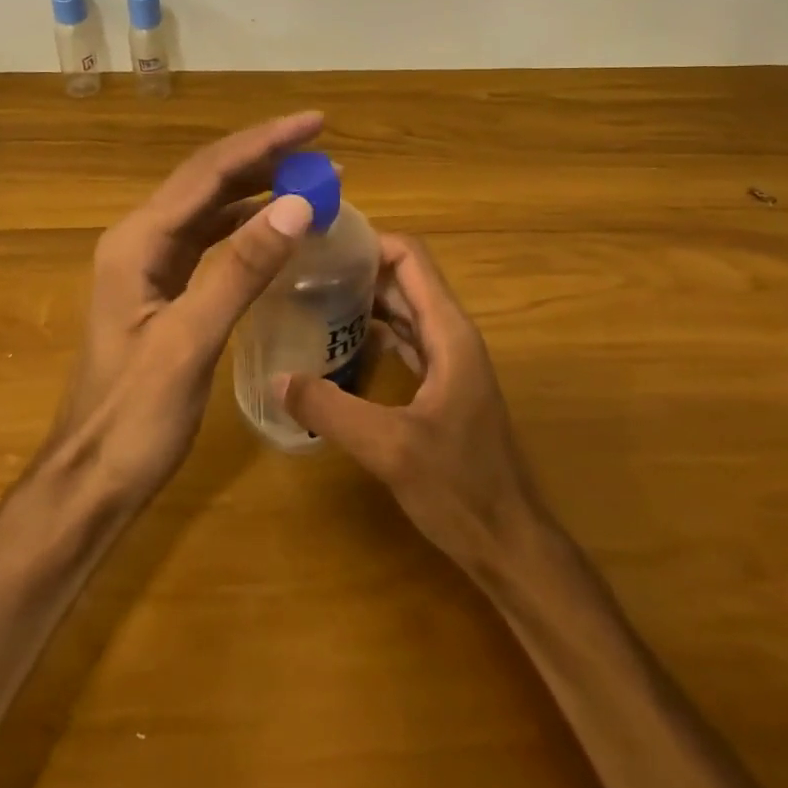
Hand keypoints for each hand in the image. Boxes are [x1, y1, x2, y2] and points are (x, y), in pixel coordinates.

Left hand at [46, 112, 322, 503]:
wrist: (92, 479)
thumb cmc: (134, 417)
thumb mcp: (190, 341)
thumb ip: (241, 270)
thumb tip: (297, 204)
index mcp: (137, 242)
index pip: (208, 173)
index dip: (264, 143)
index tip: (316, 124)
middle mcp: (140, 240)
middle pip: (209, 182)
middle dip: (265, 158)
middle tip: (324, 148)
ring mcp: (151, 266)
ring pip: (211, 209)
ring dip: (260, 190)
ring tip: (313, 178)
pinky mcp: (164, 290)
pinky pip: (212, 242)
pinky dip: (249, 227)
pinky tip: (279, 226)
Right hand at [277, 234, 546, 574]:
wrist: (510, 544)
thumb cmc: (460, 489)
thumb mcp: (389, 448)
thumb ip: (331, 409)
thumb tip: (277, 378)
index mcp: (449, 333)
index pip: (411, 258)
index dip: (369, 243)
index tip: (321, 245)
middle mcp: (451, 336)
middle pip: (404, 280)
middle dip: (357, 270)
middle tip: (301, 272)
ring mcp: (449, 362)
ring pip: (403, 312)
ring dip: (363, 302)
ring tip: (309, 301)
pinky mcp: (442, 388)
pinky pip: (405, 343)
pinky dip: (373, 336)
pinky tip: (336, 347)